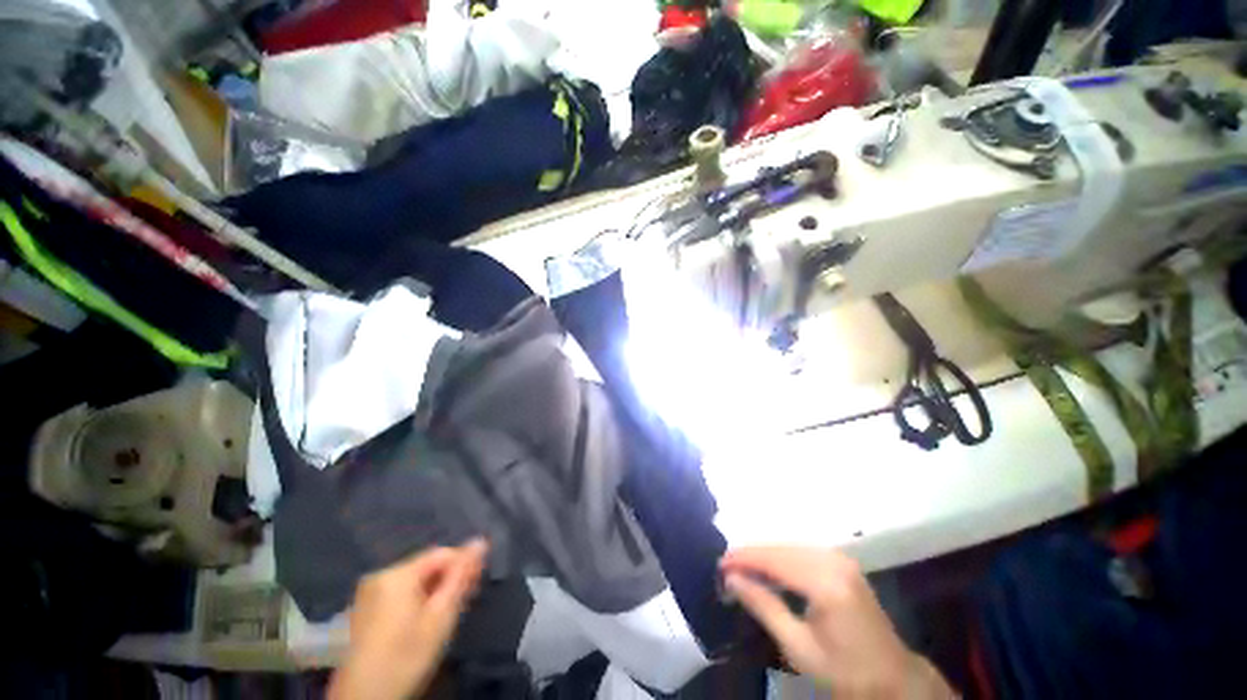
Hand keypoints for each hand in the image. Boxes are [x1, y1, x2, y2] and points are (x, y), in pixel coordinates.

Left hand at [329, 540, 487, 699]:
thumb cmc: (406, 657)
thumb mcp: (440, 617)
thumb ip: (461, 577)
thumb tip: (480, 542)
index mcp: (397, 574)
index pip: (442, 554)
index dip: (464, 564)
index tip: (478, 582)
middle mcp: (379, 575)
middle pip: (426, 566)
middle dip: (448, 579)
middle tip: (467, 598)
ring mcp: (367, 594)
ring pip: (413, 581)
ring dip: (434, 590)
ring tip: (448, 611)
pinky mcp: (363, 610)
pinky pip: (399, 593)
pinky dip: (416, 601)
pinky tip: (425, 620)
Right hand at [721, 547, 953, 699]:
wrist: (893, 678)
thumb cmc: (844, 670)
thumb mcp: (799, 647)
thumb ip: (764, 607)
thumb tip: (731, 579)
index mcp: (826, 584)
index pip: (775, 560)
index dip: (745, 559)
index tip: (720, 563)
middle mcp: (834, 562)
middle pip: (782, 548)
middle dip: (752, 555)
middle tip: (727, 566)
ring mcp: (841, 559)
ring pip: (791, 546)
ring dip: (765, 554)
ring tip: (742, 566)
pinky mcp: (843, 562)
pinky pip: (803, 550)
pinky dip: (781, 556)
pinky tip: (769, 567)